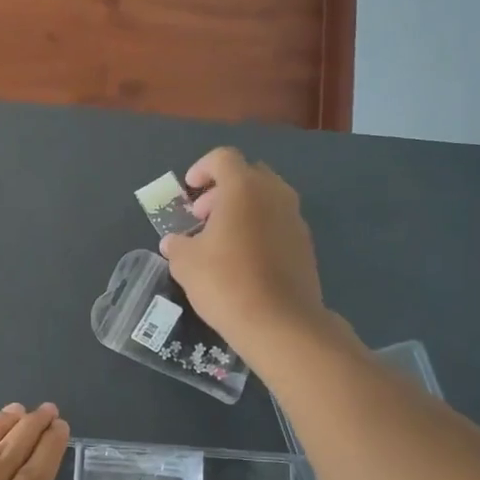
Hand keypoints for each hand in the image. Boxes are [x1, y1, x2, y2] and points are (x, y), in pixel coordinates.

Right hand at [160, 147, 330, 361]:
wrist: (279, 322)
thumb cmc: (225, 281)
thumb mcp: (186, 263)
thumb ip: (177, 245)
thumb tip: (174, 242)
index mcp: (243, 188)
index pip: (223, 158)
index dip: (202, 168)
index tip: (189, 190)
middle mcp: (275, 194)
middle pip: (248, 175)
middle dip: (222, 190)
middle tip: (202, 217)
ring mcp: (295, 219)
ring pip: (266, 200)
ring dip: (242, 210)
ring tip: (221, 240)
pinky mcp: (305, 245)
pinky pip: (278, 223)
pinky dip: (259, 229)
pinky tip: (243, 260)